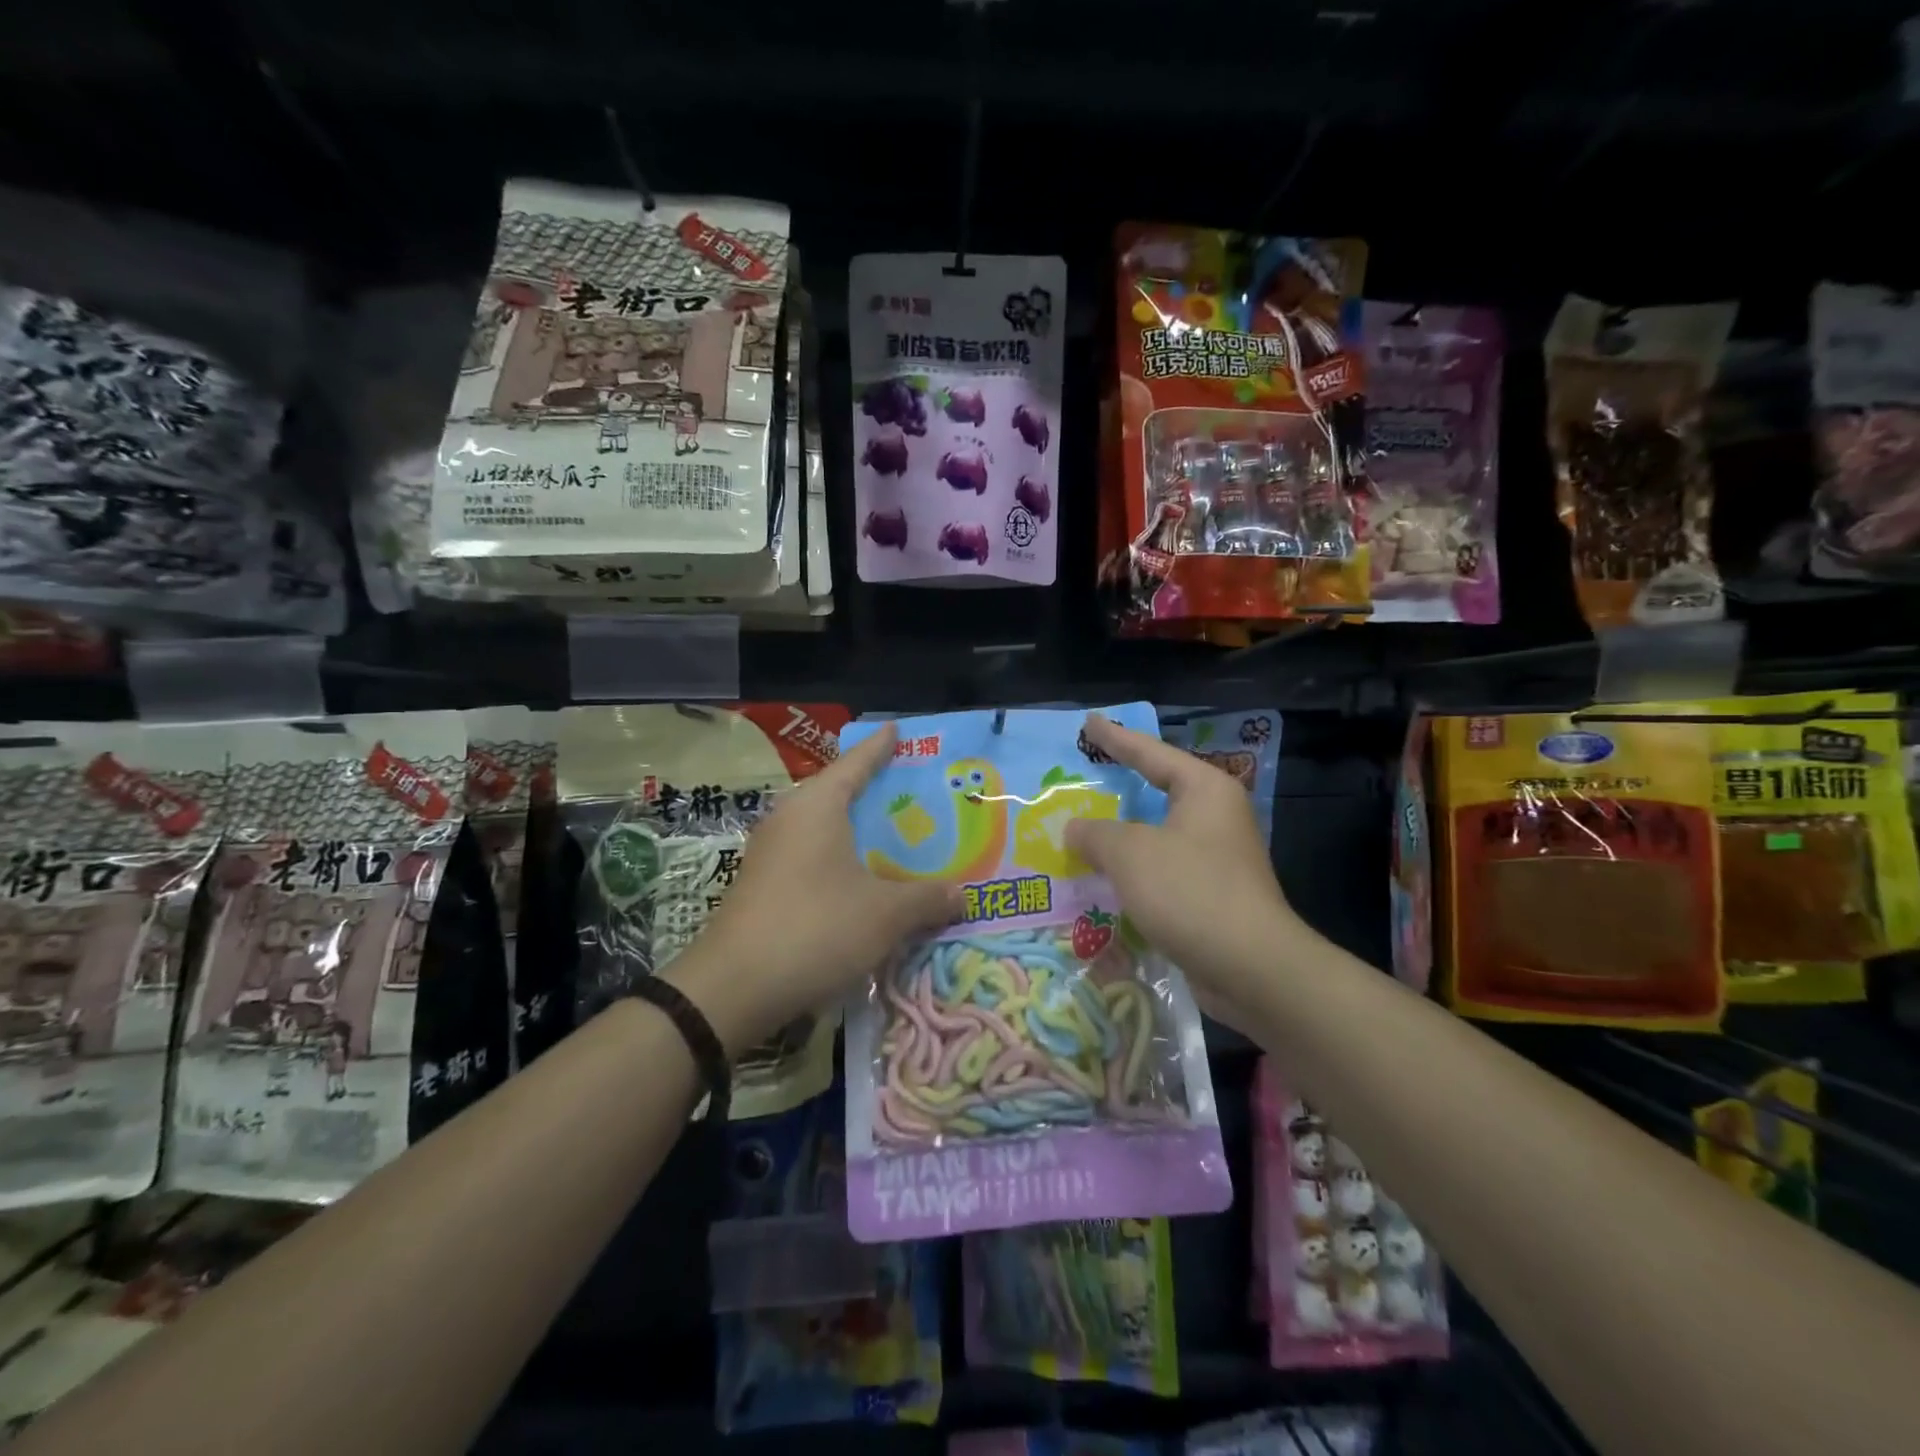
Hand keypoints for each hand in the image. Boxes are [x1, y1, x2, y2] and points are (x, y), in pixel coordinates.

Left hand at [667, 722, 962, 1056]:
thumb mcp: (885, 915)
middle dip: (876, 792)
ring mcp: (770, 853)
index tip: (898, 729)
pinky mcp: (762, 885)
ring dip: (857, 833)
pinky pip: (811, 857)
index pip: (856, 762)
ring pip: (824, 829)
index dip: (880, 747)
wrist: (732, 988)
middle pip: (839, 793)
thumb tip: (962, 895)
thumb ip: (927, 899)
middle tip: (915, 793)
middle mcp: (790, 818)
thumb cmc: (815, 929)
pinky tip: (862, 882)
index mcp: (818, 806)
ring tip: (896, 839)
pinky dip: (840, 860)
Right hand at [1065, 713, 1303, 1024]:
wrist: (1252, 968)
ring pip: (1157, 834)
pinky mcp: (1211, 894)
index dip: (1115, 738)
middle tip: (1084, 774)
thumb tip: (1075, 829)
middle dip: (1119, 786)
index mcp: (1205, 790)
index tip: (1089, 721)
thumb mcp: (1130, 854)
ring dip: (1121, 836)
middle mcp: (1215, 816)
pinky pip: (1162, 869)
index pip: (1151, 753)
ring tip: (1082, 830)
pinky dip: (1133, 870)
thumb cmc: (1191, 892)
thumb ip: (1096, 833)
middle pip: (1158, 790)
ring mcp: (1217, 857)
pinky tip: (1104, 878)